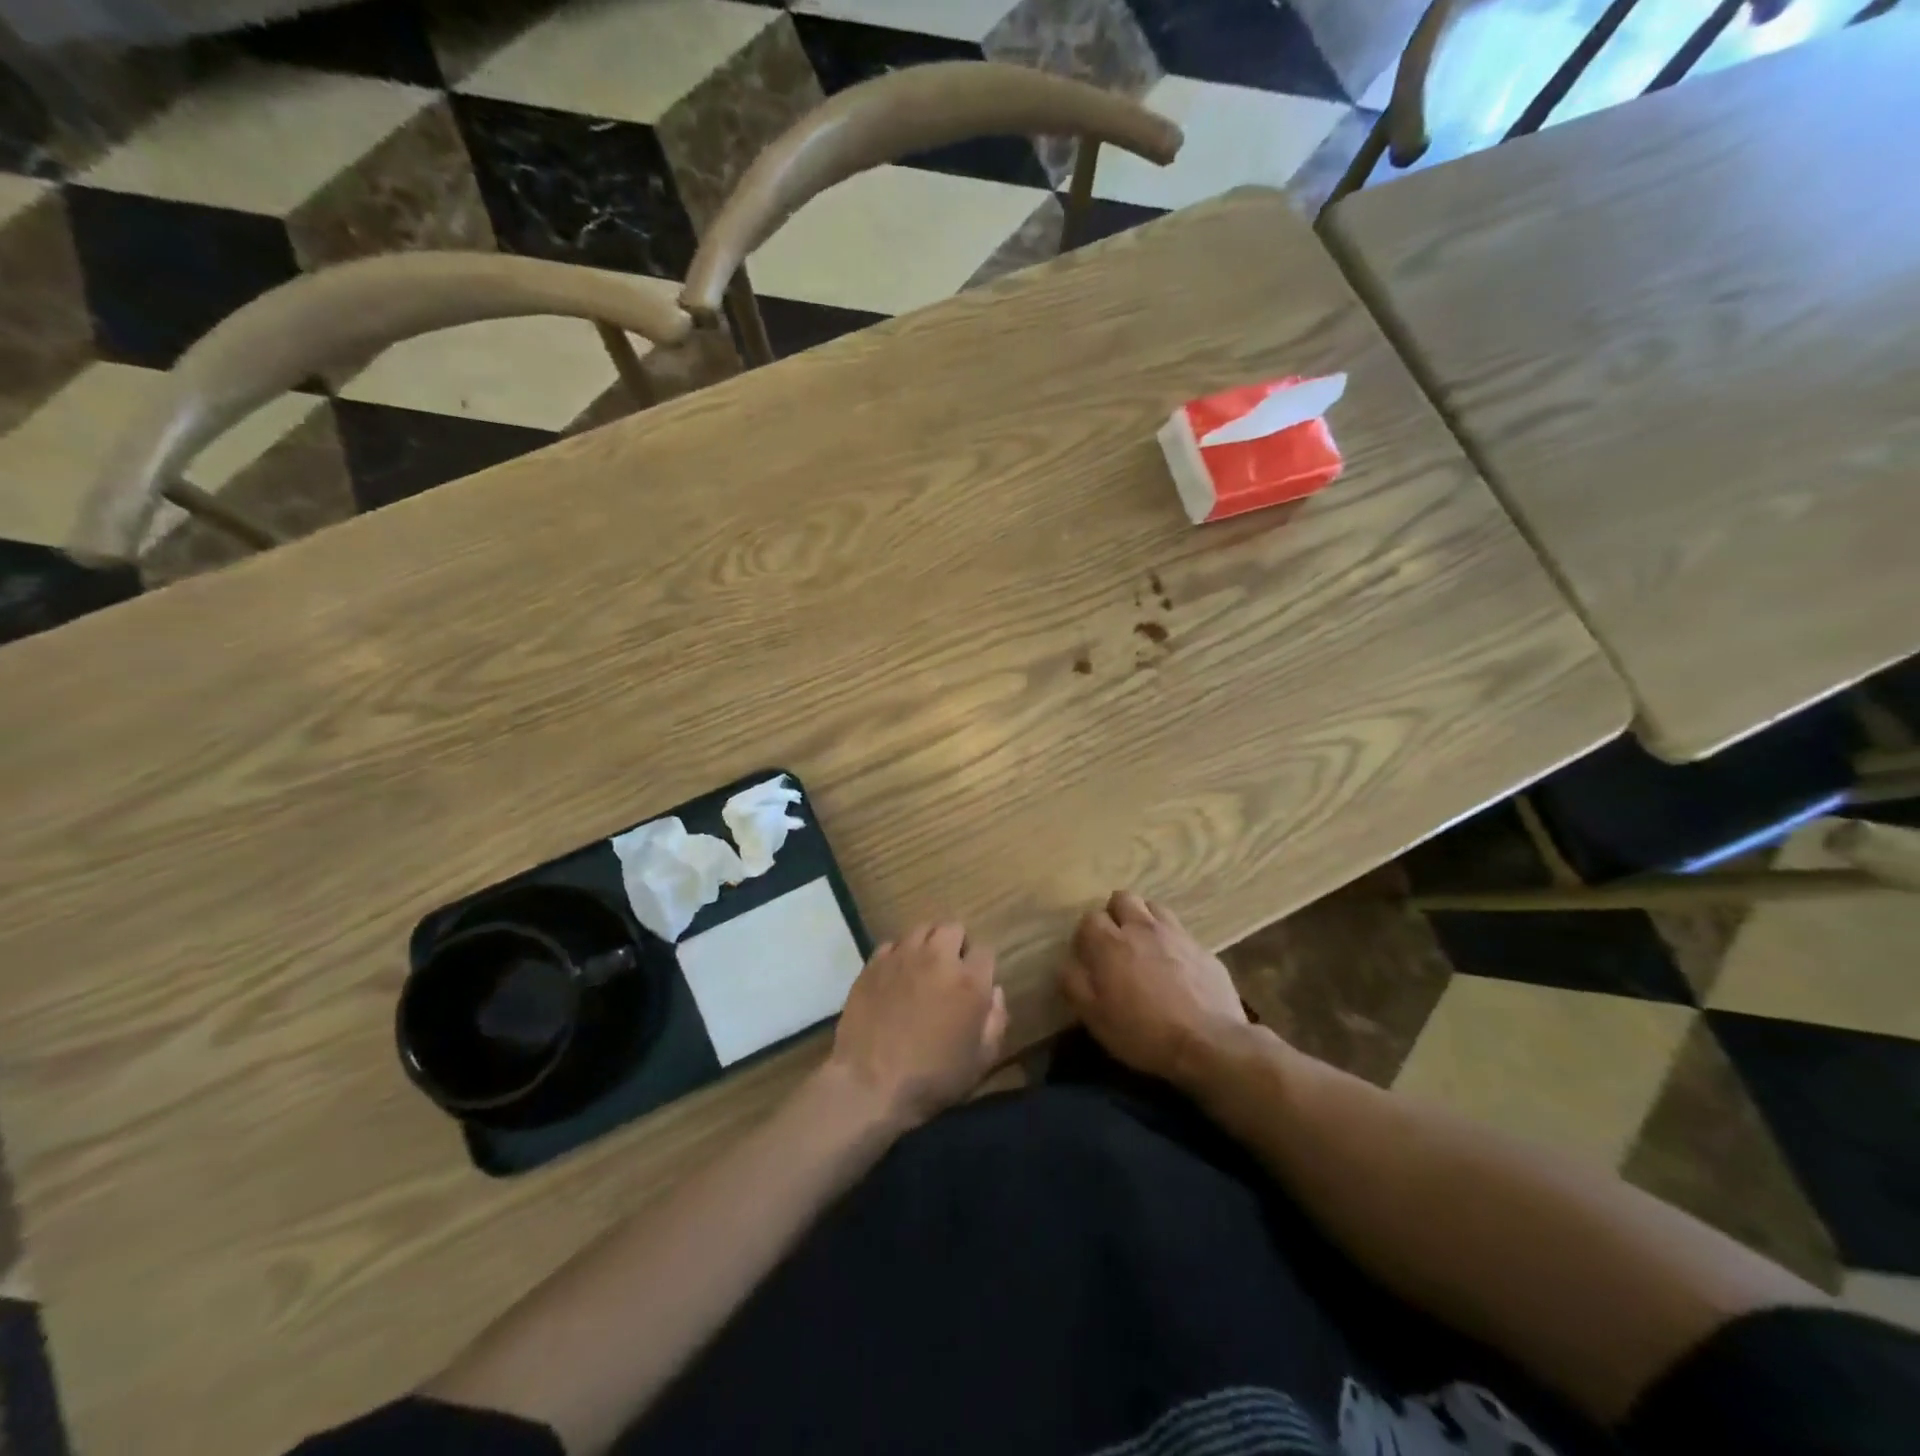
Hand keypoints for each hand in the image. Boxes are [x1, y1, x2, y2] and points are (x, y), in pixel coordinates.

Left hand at [827, 922, 1007, 1127]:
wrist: (869, 1084)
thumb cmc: (931, 1078)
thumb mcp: (981, 1061)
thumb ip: (996, 1020)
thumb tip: (995, 991)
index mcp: (969, 982)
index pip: (985, 951)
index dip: (982, 966)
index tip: (976, 983)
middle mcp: (937, 958)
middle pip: (953, 928)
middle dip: (956, 944)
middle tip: (950, 971)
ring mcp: (902, 957)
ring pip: (921, 929)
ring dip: (927, 944)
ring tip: (922, 968)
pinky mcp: (873, 963)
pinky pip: (891, 944)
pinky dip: (898, 955)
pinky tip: (895, 977)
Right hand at [1060, 891, 1247, 1088]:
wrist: (1209, 1043)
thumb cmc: (1143, 1032)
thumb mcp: (1095, 1018)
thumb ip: (1074, 984)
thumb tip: (1067, 964)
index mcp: (1110, 943)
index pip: (1090, 918)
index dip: (1086, 936)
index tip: (1089, 957)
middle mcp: (1141, 928)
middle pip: (1123, 898)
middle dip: (1115, 914)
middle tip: (1116, 943)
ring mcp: (1176, 934)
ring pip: (1153, 907)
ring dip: (1144, 920)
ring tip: (1145, 946)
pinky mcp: (1202, 948)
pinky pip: (1180, 932)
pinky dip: (1171, 941)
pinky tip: (1175, 966)